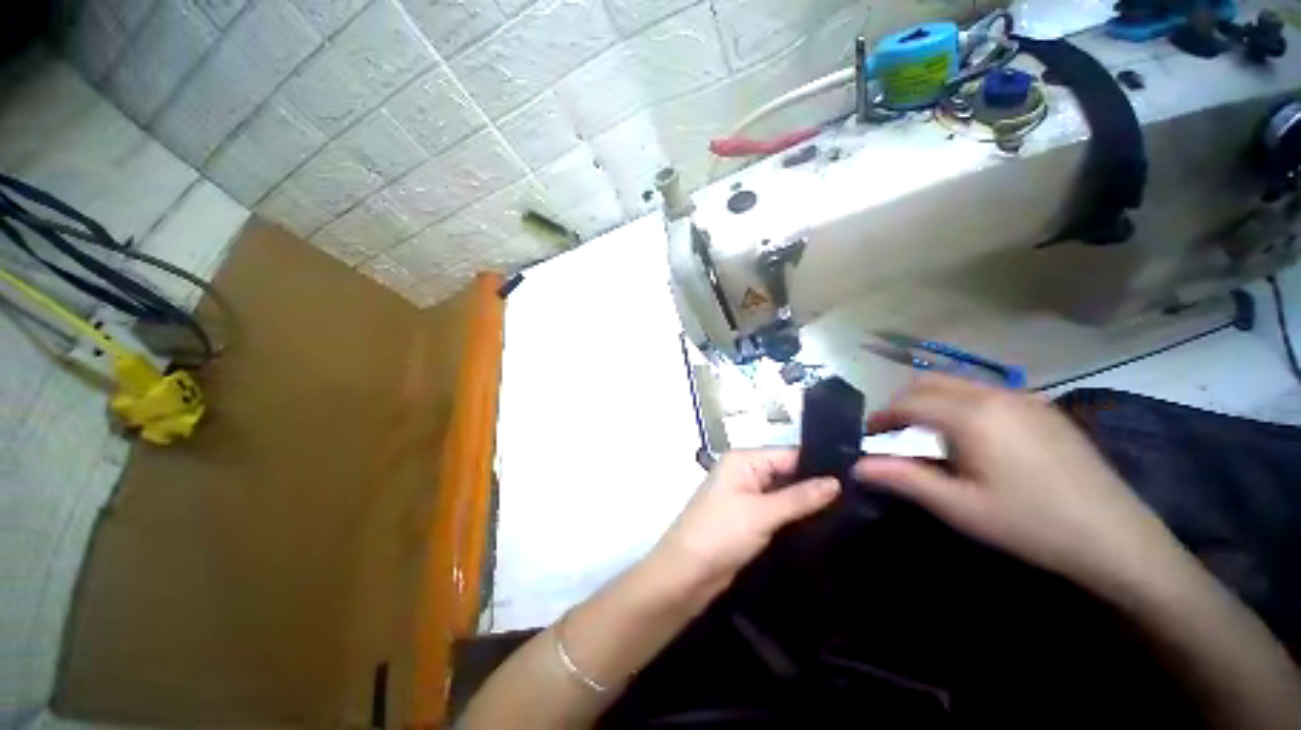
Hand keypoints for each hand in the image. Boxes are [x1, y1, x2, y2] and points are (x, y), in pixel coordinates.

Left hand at [651, 449, 839, 598]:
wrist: (687, 574)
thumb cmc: (720, 533)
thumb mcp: (761, 513)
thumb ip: (799, 498)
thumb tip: (836, 482)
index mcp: (743, 460)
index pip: (787, 454)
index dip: (819, 465)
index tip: (856, 474)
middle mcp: (745, 473)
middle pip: (787, 473)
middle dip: (816, 485)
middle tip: (859, 495)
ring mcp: (747, 497)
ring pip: (785, 494)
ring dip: (808, 504)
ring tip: (852, 510)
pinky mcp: (750, 519)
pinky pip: (778, 512)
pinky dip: (796, 518)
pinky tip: (826, 525)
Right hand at [853, 376, 1178, 590]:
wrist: (1116, 538)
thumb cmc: (1030, 524)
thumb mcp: (959, 507)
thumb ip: (903, 478)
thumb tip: (856, 466)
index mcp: (971, 415)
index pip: (908, 403)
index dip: (881, 416)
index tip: (868, 435)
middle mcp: (994, 395)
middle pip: (930, 383)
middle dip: (903, 403)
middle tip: (894, 433)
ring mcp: (1024, 398)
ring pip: (959, 384)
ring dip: (932, 402)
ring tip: (928, 435)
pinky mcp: (1044, 408)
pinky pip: (987, 393)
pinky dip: (962, 404)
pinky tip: (973, 437)